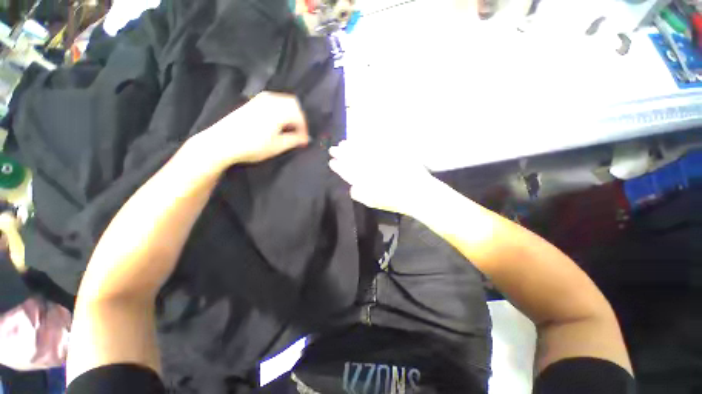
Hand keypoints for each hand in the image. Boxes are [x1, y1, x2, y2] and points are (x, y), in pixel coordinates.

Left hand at [199, 92, 309, 168]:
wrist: (222, 142)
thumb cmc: (252, 146)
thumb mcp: (277, 146)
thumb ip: (294, 140)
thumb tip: (305, 139)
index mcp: (279, 110)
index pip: (300, 115)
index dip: (305, 129)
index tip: (304, 140)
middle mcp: (271, 100)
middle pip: (293, 103)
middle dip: (299, 118)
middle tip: (299, 133)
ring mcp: (260, 99)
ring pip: (283, 101)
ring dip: (290, 113)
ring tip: (289, 129)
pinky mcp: (253, 102)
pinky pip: (274, 101)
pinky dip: (281, 110)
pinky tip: (277, 123)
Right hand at [329, 140, 436, 214]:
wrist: (416, 191)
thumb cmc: (394, 200)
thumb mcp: (373, 202)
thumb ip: (359, 194)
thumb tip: (352, 187)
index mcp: (363, 180)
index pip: (346, 172)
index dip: (338, 166)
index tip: (332, 162)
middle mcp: (368, 167)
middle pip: (351, 158)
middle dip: (340, 153)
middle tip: (333, 149)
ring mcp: (378, 158)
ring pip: (360, 149)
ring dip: (350, 146)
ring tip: (343, 143)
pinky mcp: (389, 151)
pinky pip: (374, 143)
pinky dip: (365, 141)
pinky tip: (360, 139)